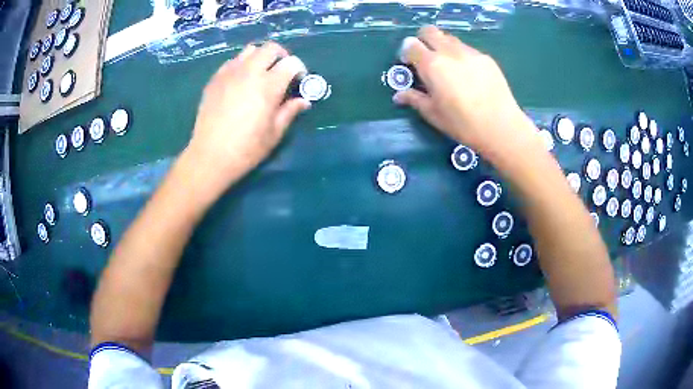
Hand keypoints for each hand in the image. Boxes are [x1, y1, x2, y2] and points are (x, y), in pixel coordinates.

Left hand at [185, 42, 309, 196]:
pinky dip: (242, 65)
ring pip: (250, 50)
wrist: (210, 156)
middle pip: (271, 48)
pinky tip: (240, 81)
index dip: (299, 69)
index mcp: (268, 86)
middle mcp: (249, 72)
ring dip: (260, 57)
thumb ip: (290, 111)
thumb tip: (304, 101)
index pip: (291, 62)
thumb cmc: (246, 149)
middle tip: (282, 72)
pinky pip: (232, 61)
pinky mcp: (215, 79)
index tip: (298, 81)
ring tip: (260, 73)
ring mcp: (229, 73)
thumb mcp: (274, 133)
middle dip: (281, 56)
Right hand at [394, 26, 536, 155]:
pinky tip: (470, 76)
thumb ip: (414, 99)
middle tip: (427, 58)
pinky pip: (467, 49)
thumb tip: (399, 95)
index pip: (411, 45)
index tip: (410, 64)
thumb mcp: (434, 114)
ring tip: (450, 68)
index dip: (407, 52)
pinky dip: (462, 56)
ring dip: (443, 47)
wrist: (501, 126)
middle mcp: (449, 52)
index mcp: (432, 65)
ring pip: (450, 38)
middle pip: (429, 31)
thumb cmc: (463, 124)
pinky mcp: (486, 58)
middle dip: (423, 40)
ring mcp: (470, 52)